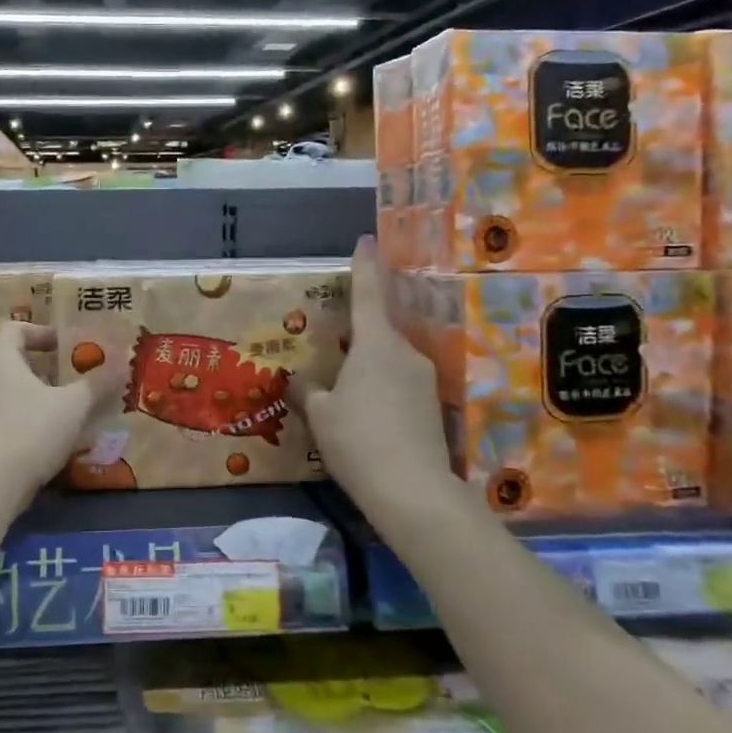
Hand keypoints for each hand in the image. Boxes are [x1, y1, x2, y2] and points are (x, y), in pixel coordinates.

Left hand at [0, 322, 126, 505]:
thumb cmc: (32, 429)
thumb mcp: (74, 405)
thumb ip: (97, 383)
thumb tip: (123, 361)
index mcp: (0, 360)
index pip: (14, 329)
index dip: (40, 332)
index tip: (64, 346)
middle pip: (9, 362)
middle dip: (40, 369)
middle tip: (68, 381)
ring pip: (3, 392)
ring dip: (30, 397)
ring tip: (59, 412)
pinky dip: (19, 421)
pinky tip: (43, 440)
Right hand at [291, 238, 471, 525]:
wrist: (413, 492)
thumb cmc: (357, 440)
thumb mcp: (320, 415)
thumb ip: (307, 391)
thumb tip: (298, 381)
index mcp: (375, 344)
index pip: (368, 294)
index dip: (365, 266)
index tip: (366, 240)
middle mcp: (404, 353)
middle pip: (380, 331)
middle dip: (359, 333)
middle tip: (335, 344)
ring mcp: (424, 380)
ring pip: (390, 360)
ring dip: (370, 366)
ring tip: (346, 391)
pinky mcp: (433, 407)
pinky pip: (400, 385)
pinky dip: (382, 390)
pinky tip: (368, 416)